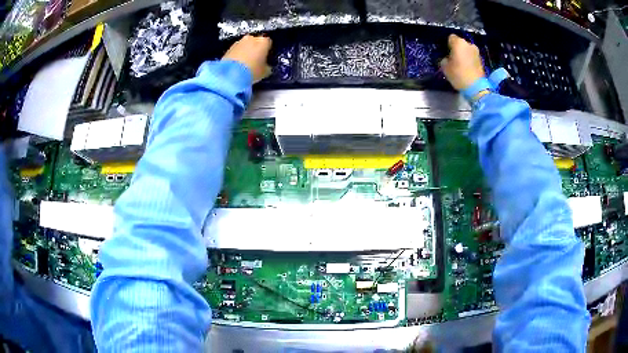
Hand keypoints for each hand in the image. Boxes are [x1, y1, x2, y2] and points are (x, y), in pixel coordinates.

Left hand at [222, 35, 272, 83]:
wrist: (230, 75)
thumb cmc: (252, 71)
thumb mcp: (265, 72)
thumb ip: (267, 66)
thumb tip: (266, 66)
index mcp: (263, 41)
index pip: (269, 43)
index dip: (268, 50)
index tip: (266, 58)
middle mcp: (251, 38)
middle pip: (256, 42)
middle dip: (256, 49)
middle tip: (256, 60)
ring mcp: (238, 42)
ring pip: (245, 45)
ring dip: (246, 51)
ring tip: (245, 64)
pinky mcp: (228, 48)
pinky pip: (236, 50)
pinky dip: (237, 55)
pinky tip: (237, 65)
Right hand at [440, 34, 485, 90]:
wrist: (476, 87)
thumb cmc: (459, 74)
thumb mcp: (445, 67)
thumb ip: (444, 59)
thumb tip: (447, 58)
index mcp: (458, 42)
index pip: (450, 38)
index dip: (447, 44)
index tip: (446, 51)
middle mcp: (468, 44)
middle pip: (460, 43)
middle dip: (456, 49)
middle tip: (453, 58)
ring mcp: (476, 52)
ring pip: (466, 49)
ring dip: (463, 54)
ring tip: (460, 63)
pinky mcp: (481, 59)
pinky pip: (471, 56)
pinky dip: (469, 59)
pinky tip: (466, 67)